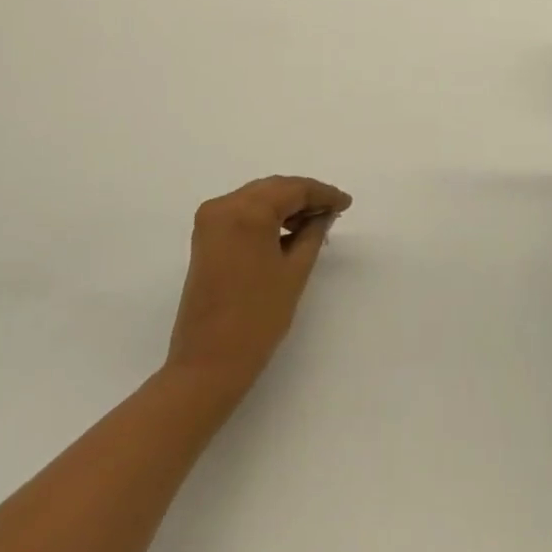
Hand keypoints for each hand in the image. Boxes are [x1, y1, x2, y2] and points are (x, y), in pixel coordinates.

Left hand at [164, 176, 351, 397]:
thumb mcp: (295, 271)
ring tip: (314, 223)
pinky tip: (287, 231)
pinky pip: (241, 213)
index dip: (323, 193)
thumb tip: (324, 214)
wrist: (209, 362)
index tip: (346, 203)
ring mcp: (210, 220)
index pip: (293, 189)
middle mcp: (224, 206)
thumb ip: (313, 233)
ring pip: (256, 198)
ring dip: (285, 205)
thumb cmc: (258, 318)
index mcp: (247, 211)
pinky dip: (265, 216)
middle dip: (304, 196)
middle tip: (333, 210)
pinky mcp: (205, 237)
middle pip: (273, 189)